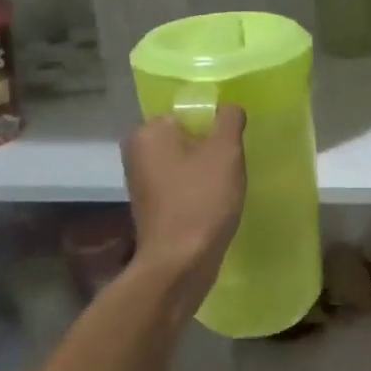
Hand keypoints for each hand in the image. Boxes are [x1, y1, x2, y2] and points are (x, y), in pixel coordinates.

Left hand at [122, 105, 246, 306]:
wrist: (180, 262)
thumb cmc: (202, 200)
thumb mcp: (225, 151)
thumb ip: (228, 120)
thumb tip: (228, 108)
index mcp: (148, 132)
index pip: (187, 112)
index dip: (214, 125)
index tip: (233, 144)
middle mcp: (137, 152)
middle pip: (185, 137)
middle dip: (210, 148)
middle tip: (233, 165)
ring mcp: (141, 182)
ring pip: (183, 163)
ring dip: (205, 171)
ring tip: (225, 187)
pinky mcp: (150, 206)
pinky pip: (179, 186)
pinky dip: (196, 191)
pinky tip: (213, 204)